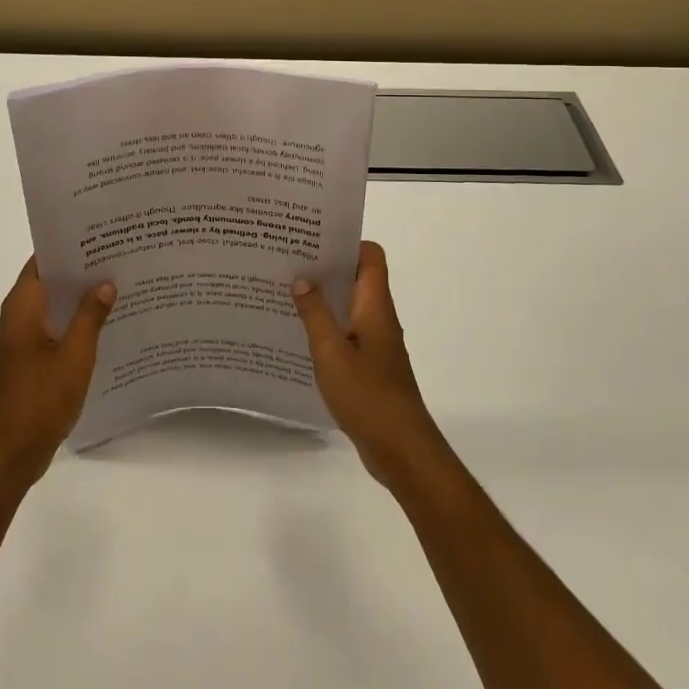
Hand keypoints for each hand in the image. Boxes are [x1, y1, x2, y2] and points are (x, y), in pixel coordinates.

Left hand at [0, 257, 114, 486]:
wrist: (10, 454)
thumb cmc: (41, 399)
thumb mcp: (75, 354)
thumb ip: (91, 316)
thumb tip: (105, 283)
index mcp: (21, 307)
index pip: (42, 261)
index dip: (68, 247)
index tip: (99, 237)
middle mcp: (15, 317)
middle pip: (48, 282)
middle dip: (79, 272)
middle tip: (117, 259)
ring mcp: (18, 341)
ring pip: (51, 307)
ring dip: (77, 300)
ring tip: (116, 287)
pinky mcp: (25, 361)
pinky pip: (50, 330)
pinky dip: (72, 323)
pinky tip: (102, 326)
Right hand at [292, 242, 452, 491]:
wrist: (401, 449)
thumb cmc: (367, 395)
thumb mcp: (331, 352)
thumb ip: (315, 313)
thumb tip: (302, 278)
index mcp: (375, 306)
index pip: (370, 256)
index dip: (346, 242)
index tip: (313, 240)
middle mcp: (380, 318)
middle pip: (358, 278)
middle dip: (327, 268)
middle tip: (289, 262)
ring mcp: (377, 343)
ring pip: (351, 306)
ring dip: (325, 298)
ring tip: (287, 293)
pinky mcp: (371, 366)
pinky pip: (348, 333)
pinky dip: (328, 327)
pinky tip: (300, 336)